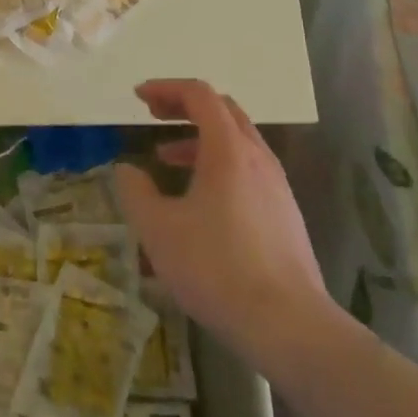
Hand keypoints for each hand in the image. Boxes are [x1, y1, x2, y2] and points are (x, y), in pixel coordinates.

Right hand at [114, 80, 334, 370]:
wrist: (290, 327)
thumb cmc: (217, 268)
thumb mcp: (158, 230)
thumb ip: (135, 191)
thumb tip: (127, 169)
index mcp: (228, 150)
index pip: (199, 95)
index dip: (166, 88)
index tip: (138, 98)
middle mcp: (257, 158)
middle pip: (223, 110)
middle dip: (185, 106)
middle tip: (154, 116)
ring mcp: (277, 186)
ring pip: (237, 141)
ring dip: (199, 138)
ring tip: (167, 158)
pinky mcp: (285, 215)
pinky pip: (248, 169)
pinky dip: (218, 164)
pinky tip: (200, 200)